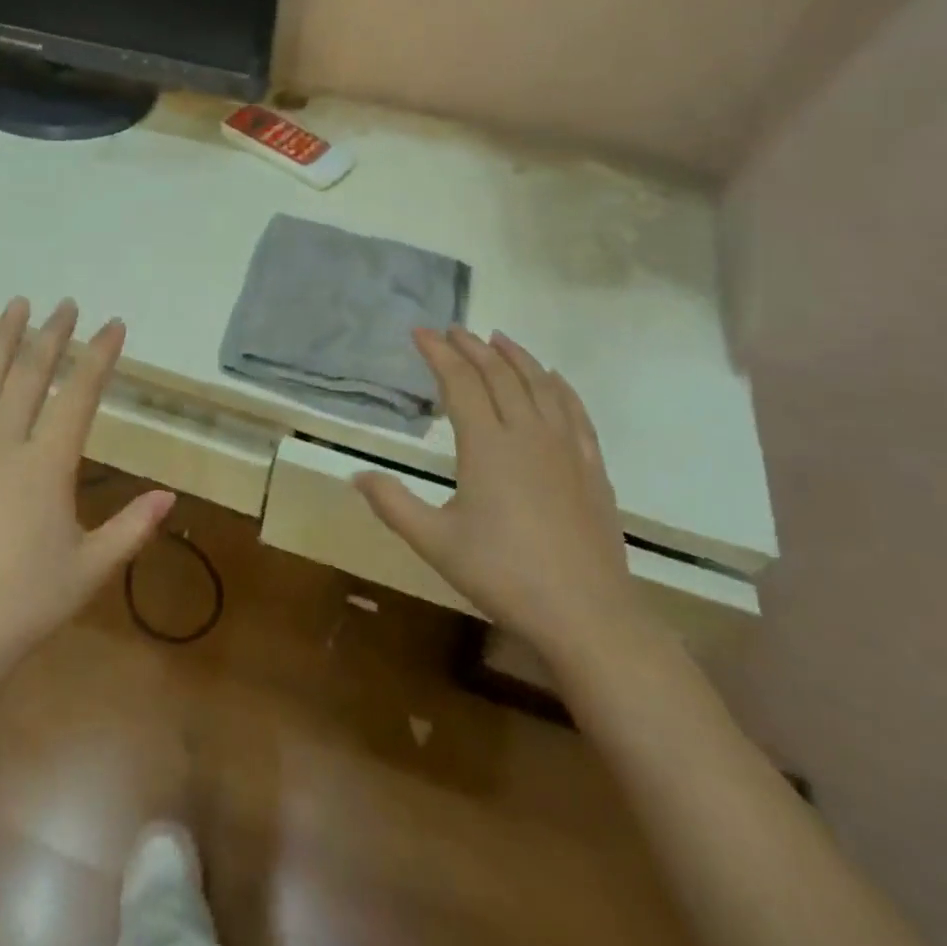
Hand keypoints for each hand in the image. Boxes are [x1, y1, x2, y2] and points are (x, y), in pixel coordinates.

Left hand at [0, 297, 173, 691]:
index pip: (80, 395)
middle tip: (65, 305)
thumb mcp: (88, 571)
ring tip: (16, 307)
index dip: (99, 356)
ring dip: (1, 341)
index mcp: (46, 465)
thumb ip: (131, 529)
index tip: (112, 325)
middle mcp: (1, 444)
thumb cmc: (19, 609)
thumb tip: (170, 496)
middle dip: (52, 336)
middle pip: (31, 375)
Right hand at [356, 326, 641, 662]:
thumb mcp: (435, 543)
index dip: (438, 353)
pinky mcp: (591, 467)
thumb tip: (355, 475)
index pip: (459, 382)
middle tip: (452, 330)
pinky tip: (553, 379)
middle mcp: (527, 433)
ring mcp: (565, 448)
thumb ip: (393, 504)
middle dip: (472, 347)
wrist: (587, 615)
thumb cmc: (504, 575)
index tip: (420, 332)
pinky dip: (559, 386)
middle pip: (499, 374)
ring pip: (539, 384)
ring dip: (515, 357)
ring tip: (498, 338)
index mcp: (487, 445)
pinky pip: (574, 411)